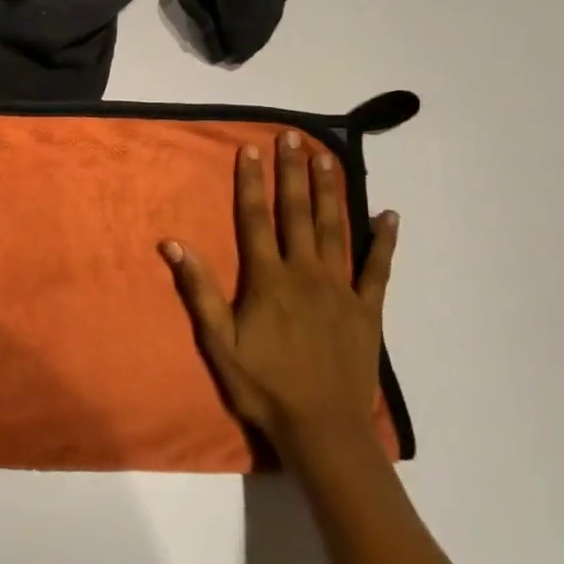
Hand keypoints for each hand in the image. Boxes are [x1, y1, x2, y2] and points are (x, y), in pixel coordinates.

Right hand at [162, 130, 397, 471]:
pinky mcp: (368, 308)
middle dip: (293, 172)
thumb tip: (174, 244)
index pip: (256, 219)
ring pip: (335, 228)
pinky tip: (389, 214)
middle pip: (297, 213)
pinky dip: (384, 240)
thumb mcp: (219, 341)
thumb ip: (200, 289)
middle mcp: (305, 273)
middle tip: (293, 136)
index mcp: (268, 279)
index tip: (252, 149)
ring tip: (328, 157)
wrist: (322, 427)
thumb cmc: (263, 385)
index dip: (252, 182)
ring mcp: (341, 288)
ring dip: (330, 191)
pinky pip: (378, 267)